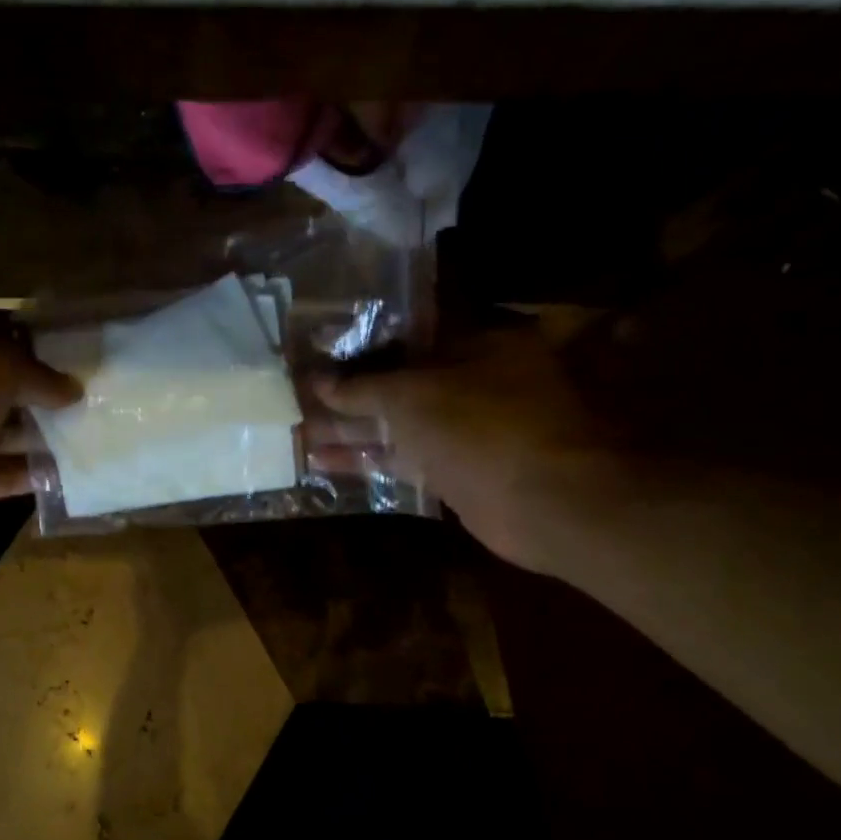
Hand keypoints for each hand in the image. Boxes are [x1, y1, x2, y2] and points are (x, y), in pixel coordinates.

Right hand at [316, 325, 615, 572]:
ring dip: (350, 431)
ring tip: (297, 433)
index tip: (318, 354)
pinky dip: (368, 460)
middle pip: (398, 383)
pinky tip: (322, 463)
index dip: (359, 346)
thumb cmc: (480, 427)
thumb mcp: (411, 397)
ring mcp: (467, 430)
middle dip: (348, 394)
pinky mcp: (457, 471)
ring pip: (398, 425)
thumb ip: (361, 388)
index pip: (407, 336)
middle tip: (297, 398)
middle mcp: (474, 381)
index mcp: (477, 343)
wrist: (543, 503)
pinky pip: (404, 459)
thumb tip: (316, 381)